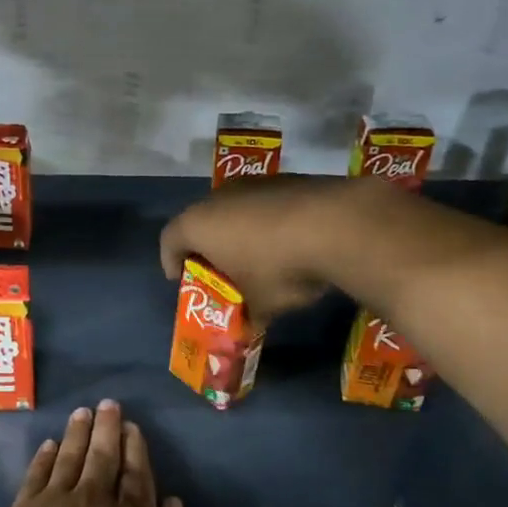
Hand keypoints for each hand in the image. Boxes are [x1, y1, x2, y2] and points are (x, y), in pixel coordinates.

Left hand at [0, 400, 187, 506]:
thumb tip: (172, 501)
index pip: (136, 471)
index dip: (134, 446)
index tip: (131, 427)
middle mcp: (96, 498)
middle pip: (103, 454)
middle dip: (107, 427)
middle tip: (107, 404)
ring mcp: (58, 501)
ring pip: (70, 456)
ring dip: (77, 432)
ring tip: (82, 412)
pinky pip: (37, 473)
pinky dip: (45, 455)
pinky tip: (50, 443)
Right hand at [159, 176, 385, 323]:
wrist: (338, 225)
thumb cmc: (279, 268)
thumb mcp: (260, 304)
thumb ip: (247, 315)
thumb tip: (249, 327)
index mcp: (198, 224)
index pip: (169, 240)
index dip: (171, 262)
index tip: (182, 280)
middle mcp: (219, 197)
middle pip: (201, 223)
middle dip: (209, 249)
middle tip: (221, 272)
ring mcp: (254, 184)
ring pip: (235, 211)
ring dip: (240, 234)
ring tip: (259, 259)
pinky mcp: (287, 179)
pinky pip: (266, 205)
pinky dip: (269, 223)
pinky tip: (290, 243)